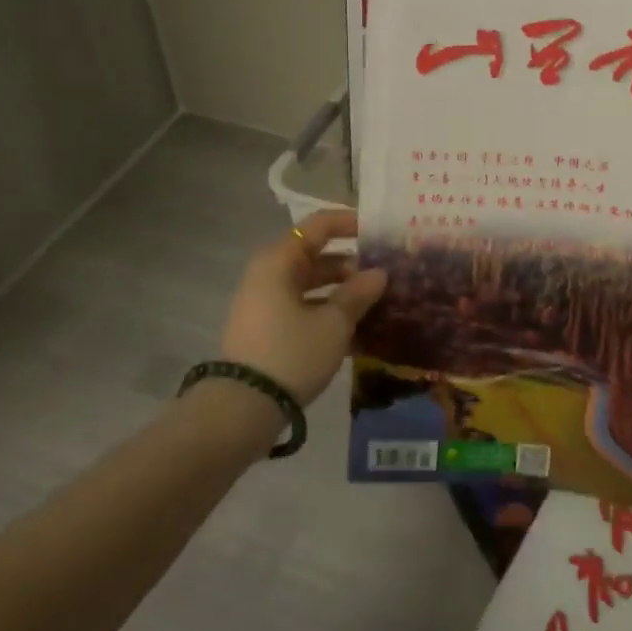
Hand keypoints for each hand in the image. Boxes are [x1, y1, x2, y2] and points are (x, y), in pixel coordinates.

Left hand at [219, 210, 387, 405]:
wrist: (243, 407)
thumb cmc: (291, 352)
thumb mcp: (333, 323)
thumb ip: (358, 293)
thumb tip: (379, 273)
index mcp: (280, 261)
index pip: (319, 226)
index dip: (350, 223)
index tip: (381, 231)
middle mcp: (269, 275)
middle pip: (316, 256)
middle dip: (353, 264)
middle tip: (388, 274)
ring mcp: (265, 303)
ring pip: (312, 286)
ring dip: (344, 292)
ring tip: (380, 304)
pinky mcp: (267, 330)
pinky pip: (304, 310)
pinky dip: (329, 314)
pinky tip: (360, 332)